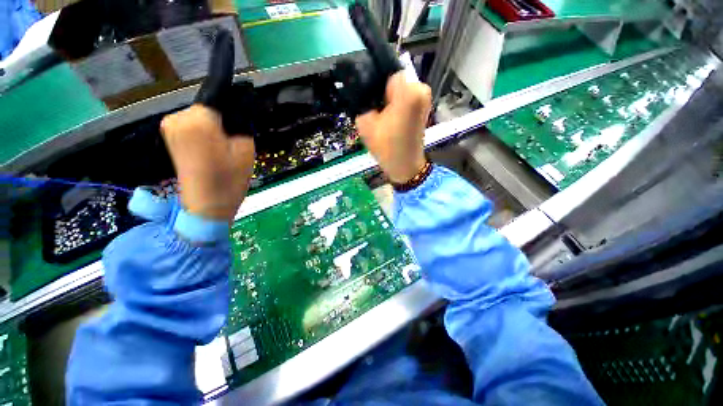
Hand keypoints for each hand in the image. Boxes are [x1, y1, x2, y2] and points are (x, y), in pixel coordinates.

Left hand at [160, 29, 253, 222]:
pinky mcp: (171, 135)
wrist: (205, 207)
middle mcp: (179, 116)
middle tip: (239, 136)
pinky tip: (216, 147)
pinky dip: (209, 127)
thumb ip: (243, 121)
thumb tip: (241, 101)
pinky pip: (196, 122)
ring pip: (204, 113)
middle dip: (227, 111)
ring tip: (227, 147)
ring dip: (219, 121)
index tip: (224, 41)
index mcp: (200, 120)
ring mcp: (171, 125)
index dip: (223, 65)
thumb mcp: (246, 148)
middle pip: (211, 102)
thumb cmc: (230, 180)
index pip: (215, 86)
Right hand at [355, 72, 431, 182]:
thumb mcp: (366, 124)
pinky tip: (392, 121)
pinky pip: (406, 98)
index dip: (377, 88)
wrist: (405, 166)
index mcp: (408, 91)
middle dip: (384, 94)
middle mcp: (421, 89)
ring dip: (391, 101)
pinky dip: (398, 106)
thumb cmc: (387, 147)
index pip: (387, 74)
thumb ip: (362, 102)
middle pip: (395, 82)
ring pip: (400, 90)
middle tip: (377, 113)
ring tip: (384, 119)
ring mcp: (425, 99)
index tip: (373, 104)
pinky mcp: (424, 107)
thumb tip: (364, 92)